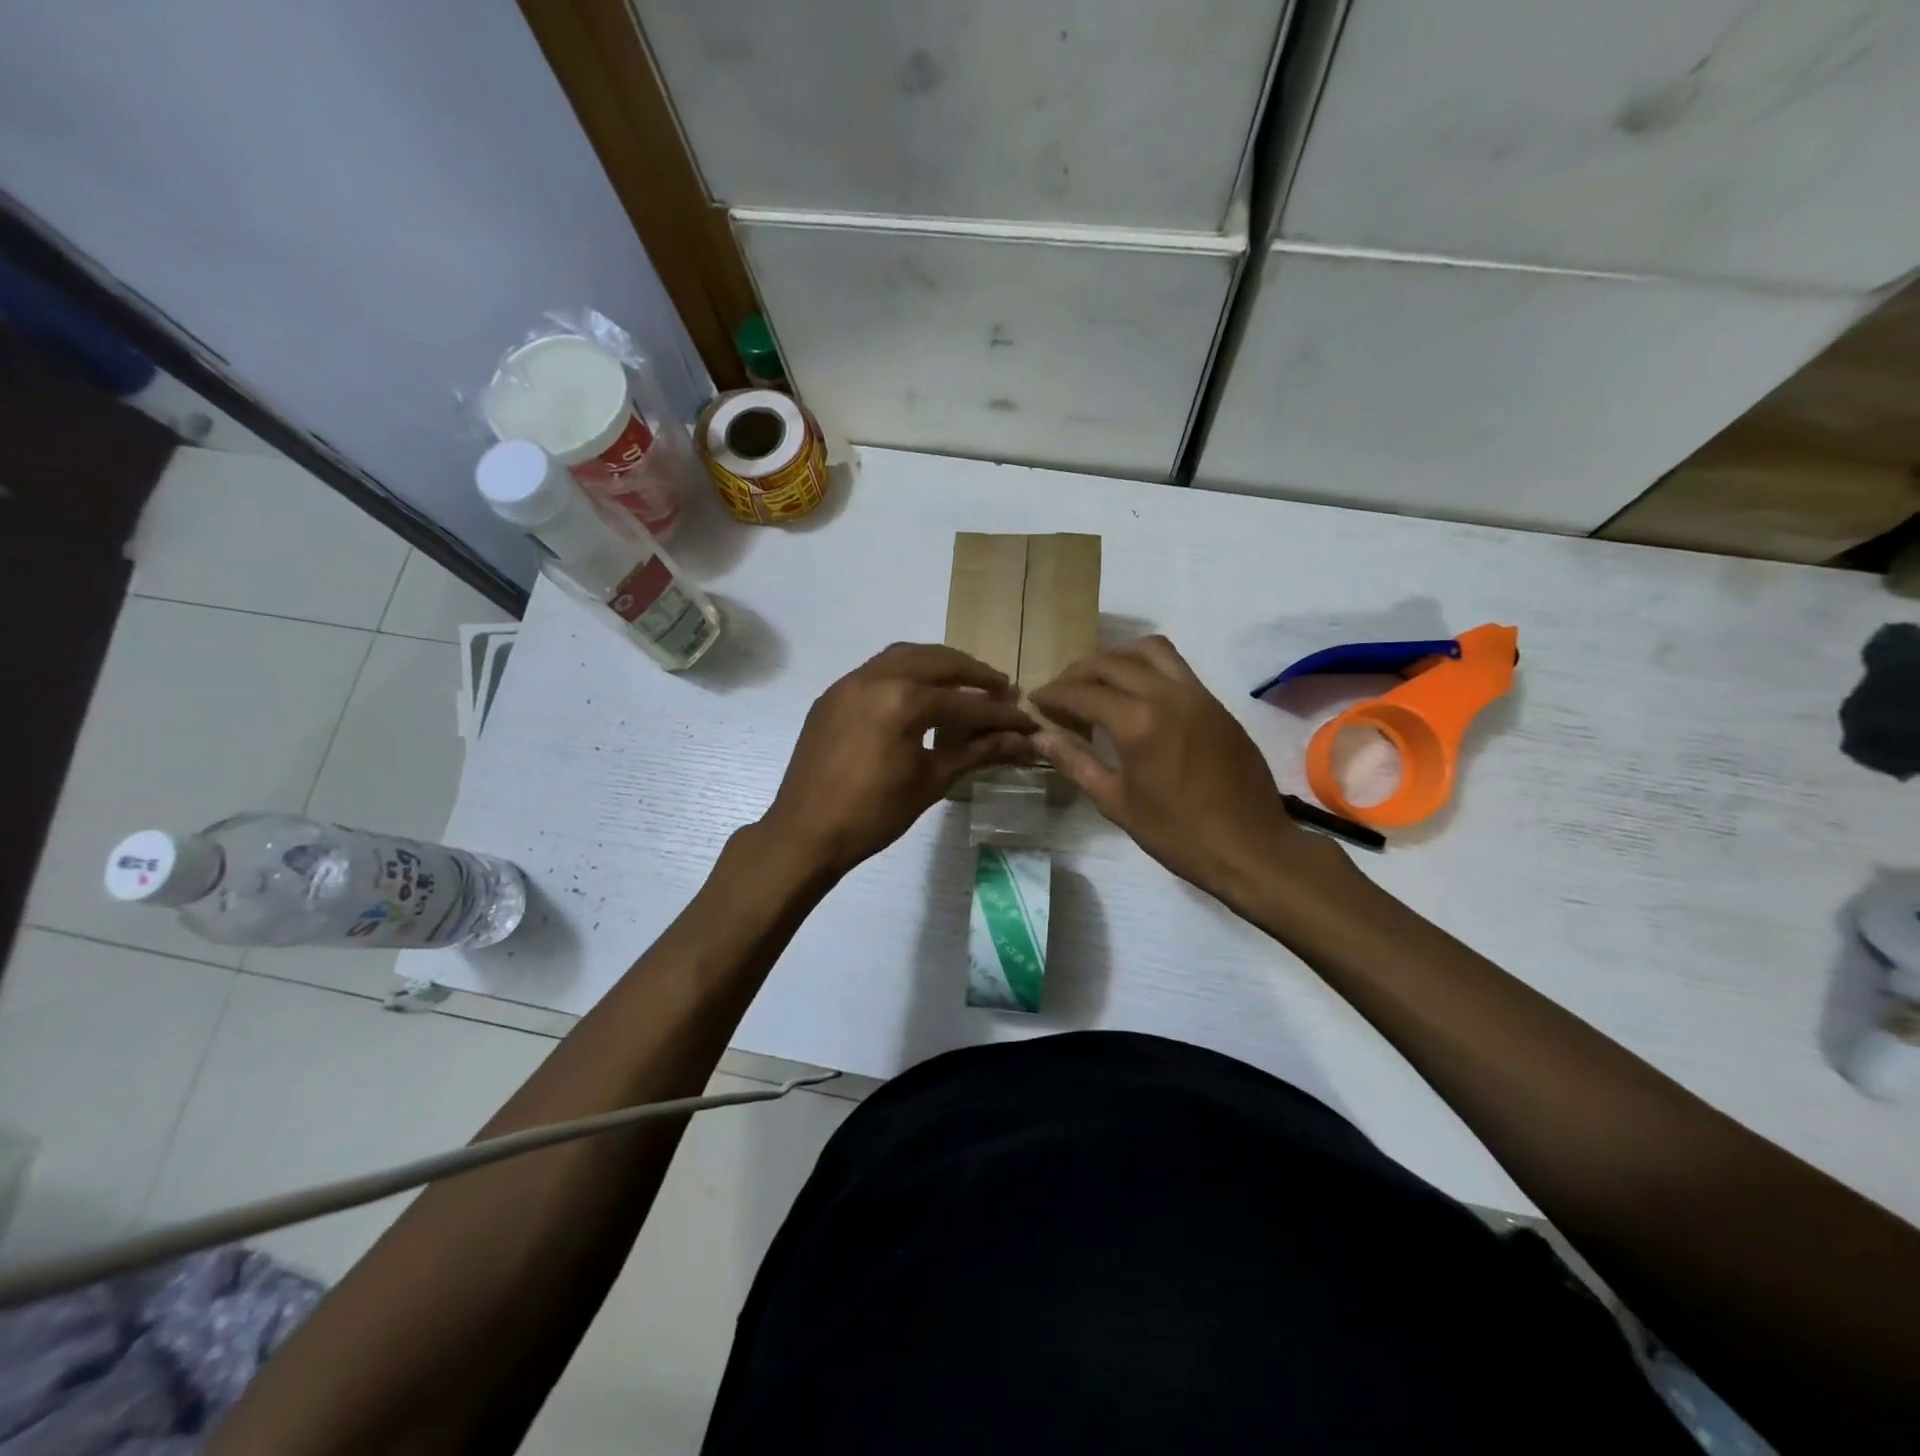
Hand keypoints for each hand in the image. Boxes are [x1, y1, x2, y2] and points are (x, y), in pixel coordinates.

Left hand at [761, 643, 1036, 875]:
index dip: (1002, 715)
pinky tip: (921, 694)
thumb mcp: (931, 782)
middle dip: (974, 674)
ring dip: (940, 665)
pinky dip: (908, 672)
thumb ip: (977, 752)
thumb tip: (1021, 741)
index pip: (966, 703)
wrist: (805, 832)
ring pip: (905, 656)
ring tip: (965, 683)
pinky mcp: (833, 694)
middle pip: (938, 662)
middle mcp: (876, 677)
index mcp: (902, 701)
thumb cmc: (873, 814)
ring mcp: (849, 682)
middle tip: (1002, 689)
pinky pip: (878, 669)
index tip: (1027, 722)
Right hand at [1030, 636, 1351, 907]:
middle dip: (1079, 672)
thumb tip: (1039, 736)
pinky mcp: (1216, 703)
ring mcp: (1197, 695)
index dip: (1054, 694)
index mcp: (1138, 723)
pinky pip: (1175, 667)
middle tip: (1061, 692)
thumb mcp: (1116, 801)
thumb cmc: (1177, 834)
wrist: (1251, 848)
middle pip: (1112, 663)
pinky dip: (1146, 667)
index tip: (1036, 700)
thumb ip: (1075, 762)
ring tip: (1098, 680)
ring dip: (1116, 657)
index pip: (1084, 692)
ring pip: (1149, 651)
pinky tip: (1135, 695)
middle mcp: (1167, 695)